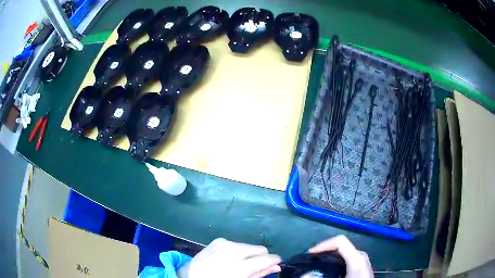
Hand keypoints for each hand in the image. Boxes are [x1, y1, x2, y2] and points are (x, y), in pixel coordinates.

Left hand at [177, 238, 280, 277]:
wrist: (192, 276)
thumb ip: (259, 274)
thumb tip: (276, 267)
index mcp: (240, 266)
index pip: (268, 258)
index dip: (275, 261)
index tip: (275, 264)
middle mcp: (235, 251)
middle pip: (261, 248)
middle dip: (262, 257)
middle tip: (255, 267)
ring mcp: (226, 243)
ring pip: (249, 246)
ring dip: (249, 254)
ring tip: (238, 264)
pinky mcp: (219, 240)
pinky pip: (236, 244)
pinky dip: (237, 251)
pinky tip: (228, 259)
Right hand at [308, 235, 372, 277]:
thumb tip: (306, 274)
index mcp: (356, 258)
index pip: (340, 241)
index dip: (323, 244)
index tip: (310, 254)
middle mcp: (361, 256)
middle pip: (341, 246)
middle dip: (324, 251)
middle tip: (311, 260)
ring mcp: (362, 261)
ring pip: (344, 252)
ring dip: (330, 256)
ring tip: (318, 265)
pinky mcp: (362, 266)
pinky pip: (347, 258)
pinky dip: (336, 261)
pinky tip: (330, 270)